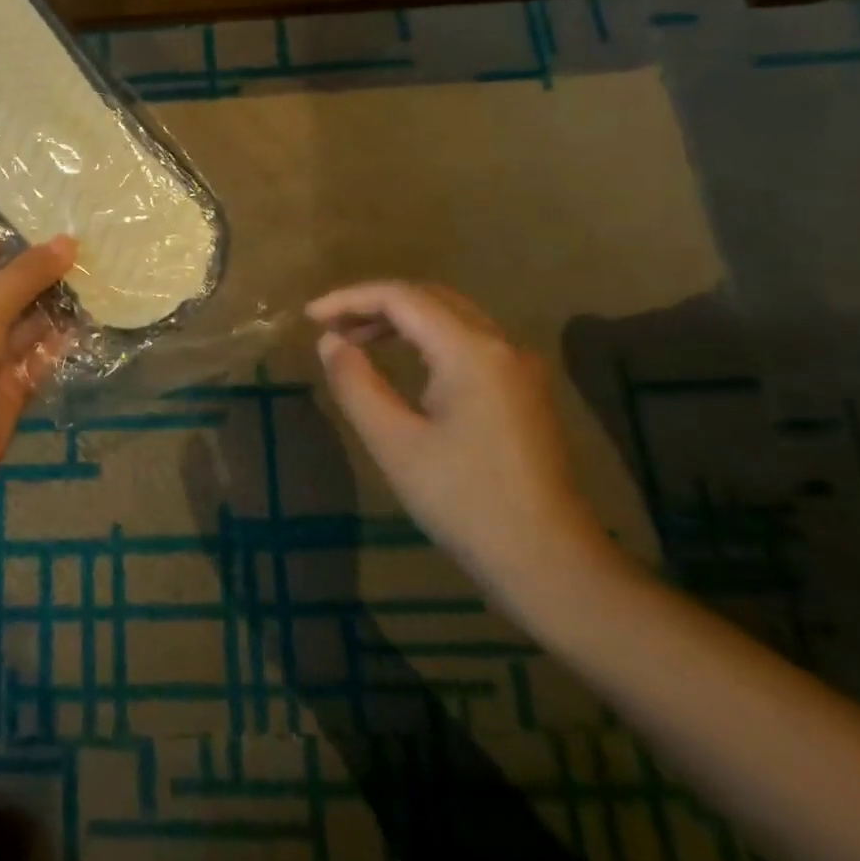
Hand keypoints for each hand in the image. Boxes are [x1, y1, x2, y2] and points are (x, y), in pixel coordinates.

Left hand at [0, 235, 76, 513]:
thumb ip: (24, 277)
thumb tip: (67, 242)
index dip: (20, 236)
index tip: (65, 216)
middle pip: (12, 285)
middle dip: (48, 269)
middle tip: (97, 245)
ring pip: (31, 320)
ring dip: (61, 303)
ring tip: (103, 275)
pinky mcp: (13, 384)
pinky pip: (42, 354)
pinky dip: (64, 340)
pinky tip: (94, 318)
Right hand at [306, 281, 620, 622]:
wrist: (549, 562)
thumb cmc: (464, 502)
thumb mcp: (394, 443)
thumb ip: (356, 383)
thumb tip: (330, 342)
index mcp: (471, 351)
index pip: (402, 298)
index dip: (350, 298)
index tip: (310, 317)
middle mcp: (500, 345)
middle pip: (429, 298)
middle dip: (374, 304)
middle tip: (330, 325)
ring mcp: (517, 367)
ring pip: (450, 317)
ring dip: (400, 319)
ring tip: (355, 339)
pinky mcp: (522, 390)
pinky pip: (466, 342)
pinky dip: (426, 339)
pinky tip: (402, 362)